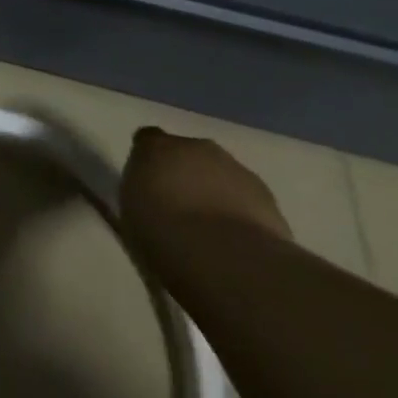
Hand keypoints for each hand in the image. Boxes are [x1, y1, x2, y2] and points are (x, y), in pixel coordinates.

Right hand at [120, 127, 293, 252]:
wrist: (224, 257)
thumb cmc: (160, 233)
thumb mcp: (129, 214)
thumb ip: (140, 197)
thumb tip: (146, 201)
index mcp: (154, 147)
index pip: (148, 140)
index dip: (150, 161)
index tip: (148, 185)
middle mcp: (195, 147)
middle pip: (189, 154)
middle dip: (186, 175)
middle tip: (180, 210)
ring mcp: (236, 169)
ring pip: (222, 175)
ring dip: (216, 194)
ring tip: (212, 232)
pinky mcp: (268, 197)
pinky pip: (247, 199)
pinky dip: (242, 213)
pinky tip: (237, 242)